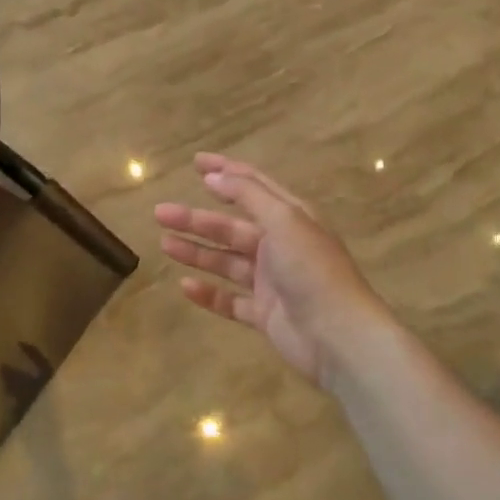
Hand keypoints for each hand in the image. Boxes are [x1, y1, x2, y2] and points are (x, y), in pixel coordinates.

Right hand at [155, 152, 401, 388]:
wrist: (338, 337)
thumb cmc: (312, 270)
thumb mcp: (283, 220)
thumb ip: (247, 195)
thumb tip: (214, 176)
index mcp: (291, 217)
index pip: (253, 186)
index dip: (225, 172)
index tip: (195, 163)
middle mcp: (280, 246)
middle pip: (231, 226)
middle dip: (196, 218)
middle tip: (161, 213)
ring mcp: (272, 282)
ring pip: (226, 262)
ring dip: (196, 251)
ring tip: (164, 244)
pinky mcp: (265, 315)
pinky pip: (230, 300)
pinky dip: (209, 293)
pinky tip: (185, 286)